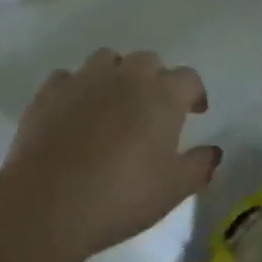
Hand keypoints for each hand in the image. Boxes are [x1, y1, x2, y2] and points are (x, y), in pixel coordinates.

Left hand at [0, 48, 220, 261]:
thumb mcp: (174, 189)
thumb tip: (213, 151)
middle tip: (153, 109)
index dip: (195, 93)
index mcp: (162, 95)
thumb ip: (199, 166)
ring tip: (114, 103)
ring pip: (107, 60)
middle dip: (155, 79)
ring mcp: (84, 80)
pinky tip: (75, 112)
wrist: (48, 202)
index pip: (189, 78)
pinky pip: (68, 79)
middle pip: (148, 61)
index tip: (195, 112)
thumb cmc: (122, 195)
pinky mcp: (49, 92)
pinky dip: (76, 90)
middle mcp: (125, 76)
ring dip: (116, 75)